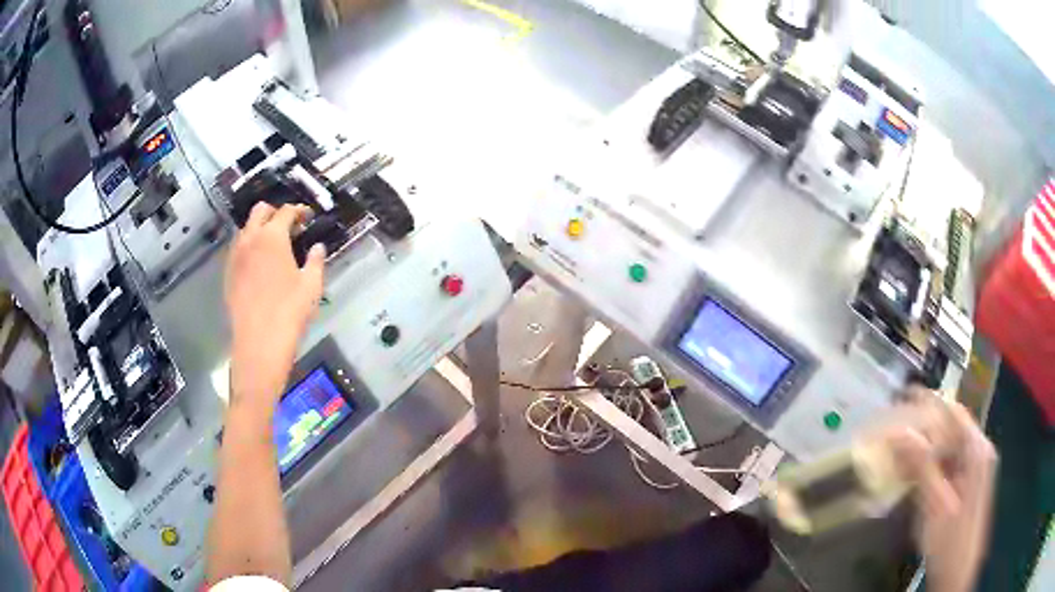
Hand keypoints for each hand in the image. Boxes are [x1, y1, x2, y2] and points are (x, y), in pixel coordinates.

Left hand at [226, 203, 325, 420]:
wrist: (259, 343)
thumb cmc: (290, 311)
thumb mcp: (312, 285)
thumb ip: (315, 260)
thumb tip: (317, 248)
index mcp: (272, 237)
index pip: (285, 212)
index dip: (299, 211)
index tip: (307, 217)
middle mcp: (250, 239)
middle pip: (260, 211)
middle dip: (275, 212)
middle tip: (289, 226)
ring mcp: (235, 256)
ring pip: (245, 229)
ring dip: (260, 229)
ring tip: (273, 245)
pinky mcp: (228, 274)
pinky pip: (238, 250)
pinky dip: (249, 247)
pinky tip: (260, 265)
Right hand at [887, 393, 997, 591]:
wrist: (957, 576)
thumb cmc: (950, 542)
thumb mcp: (935, 507)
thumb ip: (922, 467)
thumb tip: (900, 432)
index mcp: (977, 451)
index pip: (954, 412)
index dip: (929, 401)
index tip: (902, 395)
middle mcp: (979, 452)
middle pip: (951, 428)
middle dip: (923, 427)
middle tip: (894, 429)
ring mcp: (975, 469)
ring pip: (949, 447)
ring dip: (924, 448)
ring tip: (897, 452)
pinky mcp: (967, 485)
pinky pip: (948, 465)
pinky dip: (930, 466)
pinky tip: (912, 476)